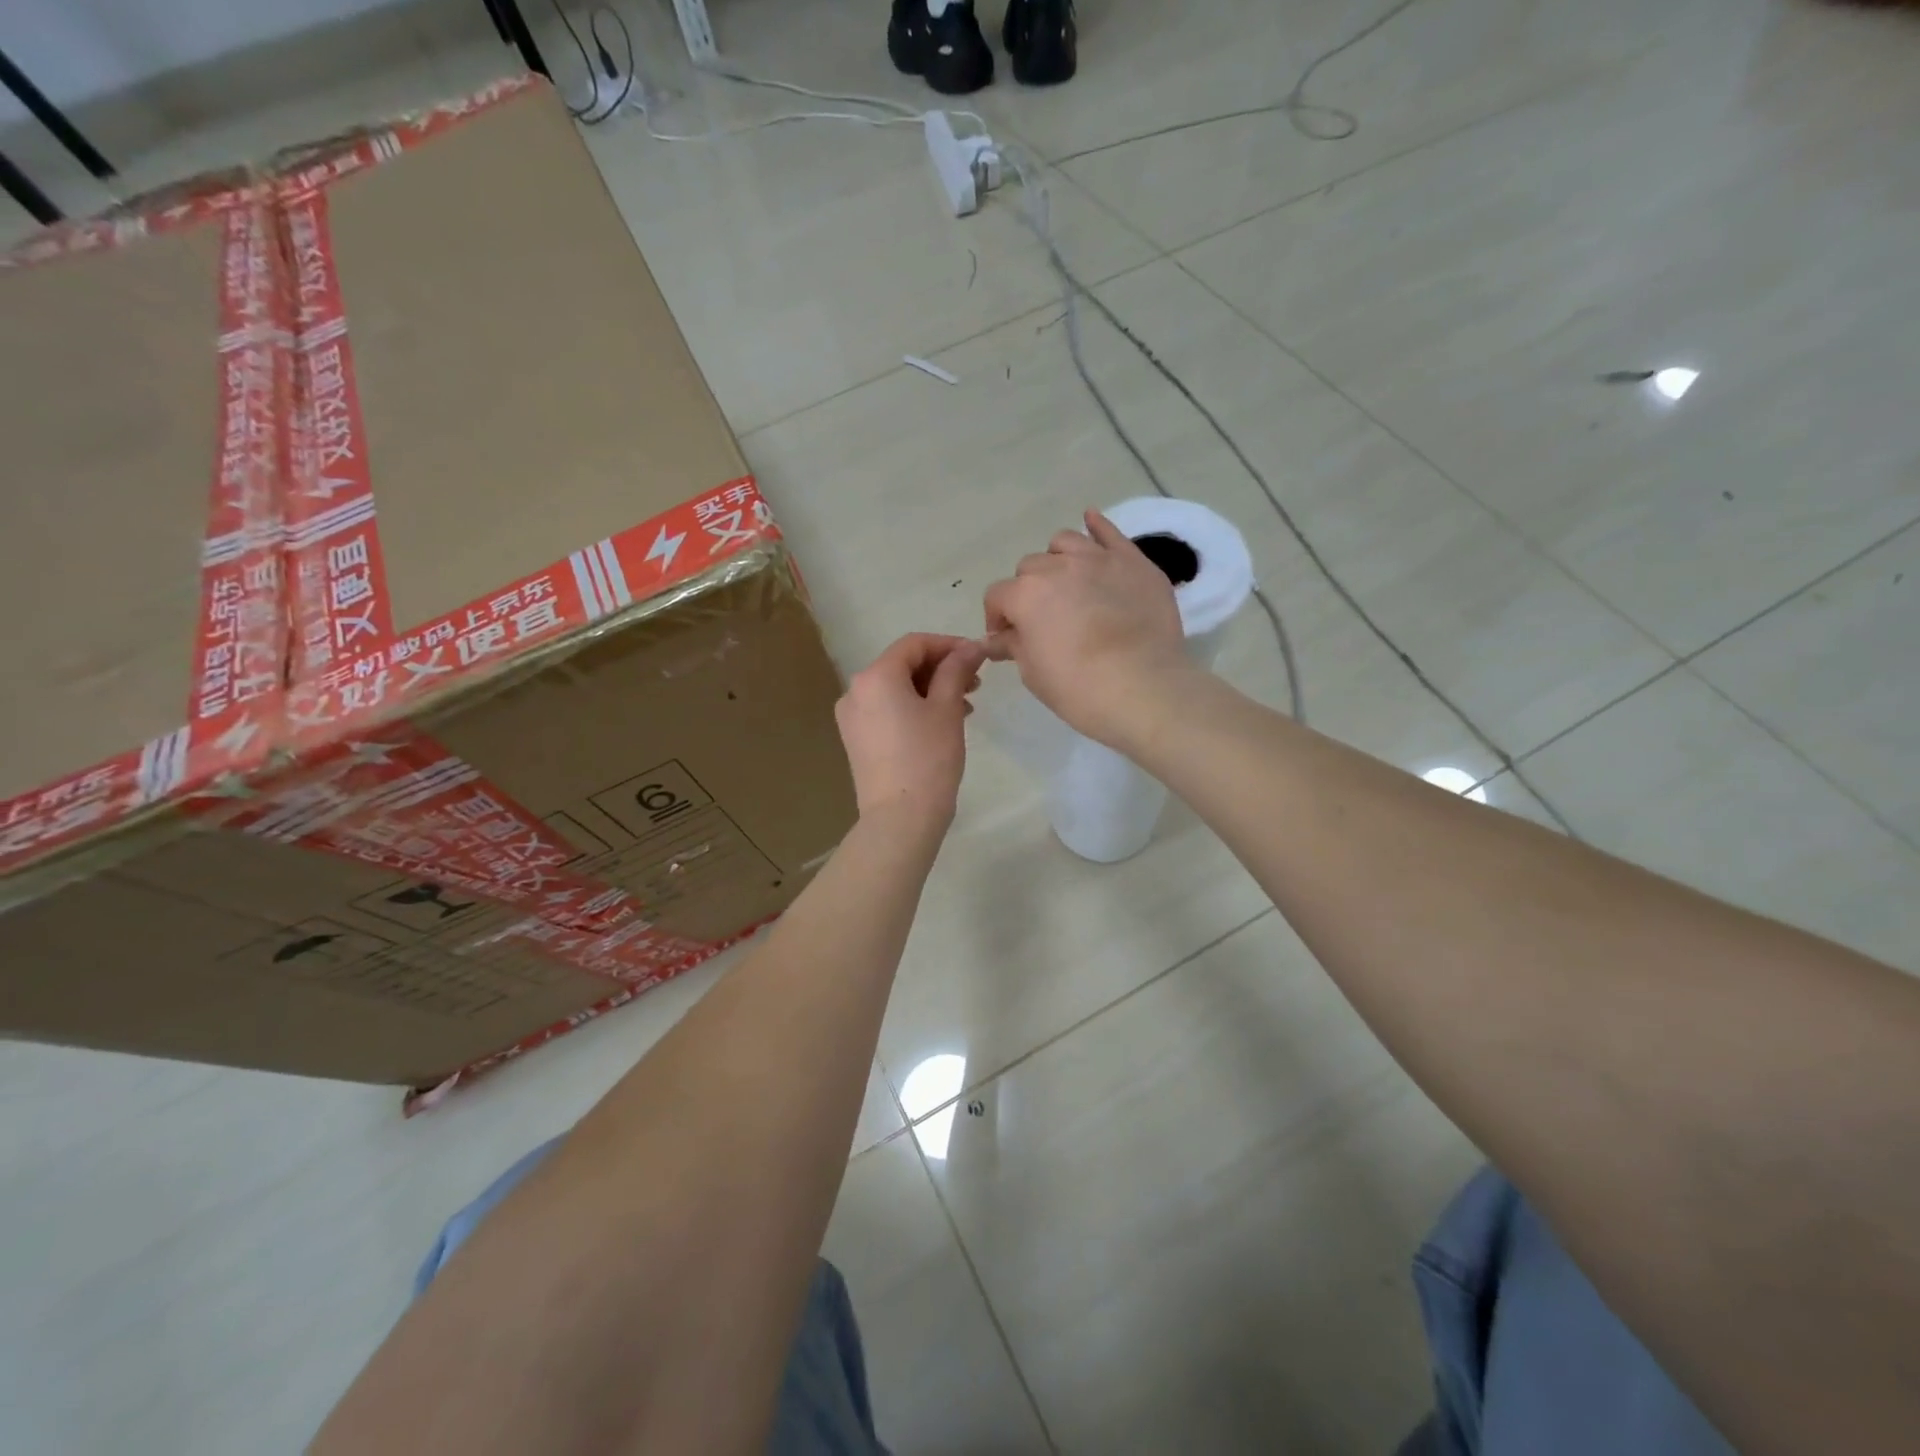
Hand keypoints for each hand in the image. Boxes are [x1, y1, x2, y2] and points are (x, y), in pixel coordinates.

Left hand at [835, 633, 984, 832]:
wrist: (900, 818)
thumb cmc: (928, 758)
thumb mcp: (947, 709)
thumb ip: (956, 670)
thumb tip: (970, 647)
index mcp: (875, 676)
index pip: (914, 644)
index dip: (949, 645)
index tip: (977, 657)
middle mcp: (855, 690)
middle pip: (902, 665)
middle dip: (941, 669)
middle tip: (975, 684)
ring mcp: (852, 717)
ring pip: (896, 689)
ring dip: (930, 690)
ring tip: (965, 707)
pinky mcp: (856, 739)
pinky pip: (887, 710)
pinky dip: (914, 708)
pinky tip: (940, 724)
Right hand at [983, 510, 1190, 745]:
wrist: (1144, 688)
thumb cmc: (1079, 689)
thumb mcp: (1034, 673)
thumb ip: (1013, 646)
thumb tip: (996, 638)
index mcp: (1025, 594)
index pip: (997, 596)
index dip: (998, 619)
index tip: (1007, 640)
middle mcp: (1057, 566)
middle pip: (1030, 568)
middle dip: (1028, 592)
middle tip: (1041, 620)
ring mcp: (1098, 559)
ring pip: (1064, 543)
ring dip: (1056, 560)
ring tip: (1065, 583)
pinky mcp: (1133, 562)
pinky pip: (1109, 532)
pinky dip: (1096, 526)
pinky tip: (1091, 521)